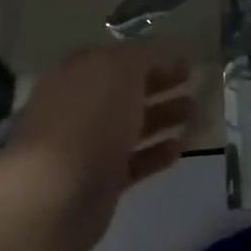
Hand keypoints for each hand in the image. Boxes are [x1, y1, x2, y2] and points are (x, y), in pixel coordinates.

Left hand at [0, 44, 193, 250]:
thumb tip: (159, 55)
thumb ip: (142, 56)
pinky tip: (179, 150)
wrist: (56, 194)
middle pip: (123, 93)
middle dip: (158, 87)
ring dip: (161, 118)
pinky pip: (132, 163)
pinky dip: (154, 154)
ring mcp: (86, 147)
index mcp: (77, 75)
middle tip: (193, 86)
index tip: (185, 63)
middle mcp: (78, 108)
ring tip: (193, 114)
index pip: (116, 58)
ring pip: (129, 127)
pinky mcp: (98, 183)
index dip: (150, 58)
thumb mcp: (119, 70)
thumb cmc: (88, 121)